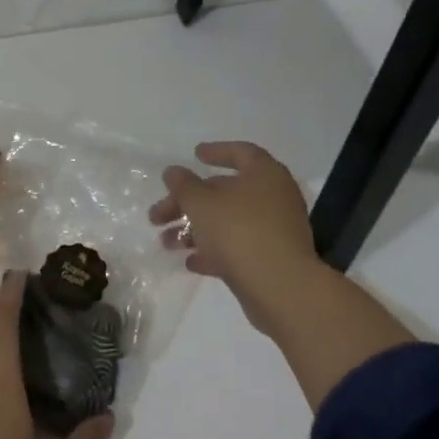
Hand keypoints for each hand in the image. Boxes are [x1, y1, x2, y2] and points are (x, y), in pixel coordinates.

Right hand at [149, 141, 319, 337]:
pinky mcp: (271, 259)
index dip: (216, 151)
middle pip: (225, 191)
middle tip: (157, 216)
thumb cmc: (239, 231)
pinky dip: (213, 251)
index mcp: (264, 174)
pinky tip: (190, 262)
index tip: (194, 155)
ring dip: (194, 230)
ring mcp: (274, 230)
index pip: (241, 152)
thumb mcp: (201, 203)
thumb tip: (173, 172)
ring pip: (227, 222)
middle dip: (188, 202)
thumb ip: (183, 185)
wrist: (280, 288)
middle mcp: (274, 197)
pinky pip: (237, 247)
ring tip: (166, 244)